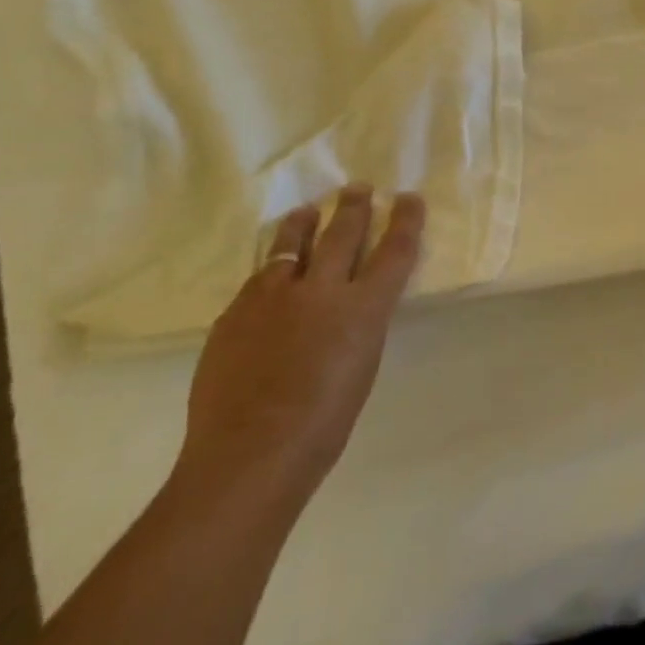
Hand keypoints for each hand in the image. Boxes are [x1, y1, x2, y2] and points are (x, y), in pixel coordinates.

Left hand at [174, 187, 424, 510]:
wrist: (248, 457)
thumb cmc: (323, 425)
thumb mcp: (363, 366)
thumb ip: (360, 324)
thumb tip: (351, 305)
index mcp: (363, 308)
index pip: (395, 249)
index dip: (406, 219)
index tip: (409, 198)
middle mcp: (321, 290)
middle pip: (343, 232)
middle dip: (354, 206)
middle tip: (357, 188)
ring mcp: (273, 297)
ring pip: (292, 244)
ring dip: (305, 223)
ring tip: (308, 210)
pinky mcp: (235, 312)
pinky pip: (259, 279)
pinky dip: (273, 269)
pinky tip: (271, 274)